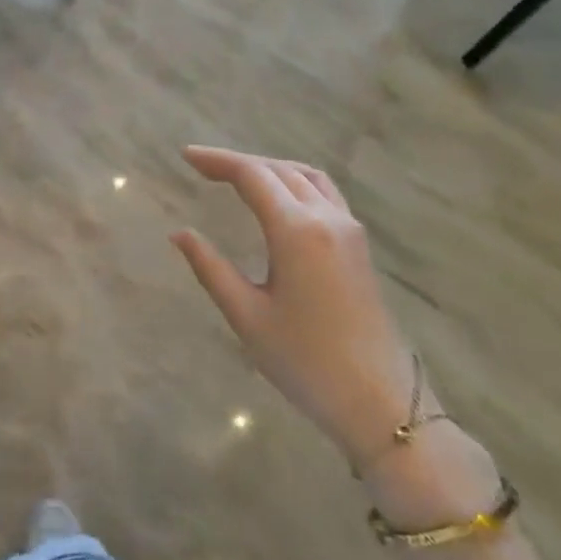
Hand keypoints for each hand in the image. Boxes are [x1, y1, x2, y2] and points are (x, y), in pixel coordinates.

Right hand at [171, 146, 422, 473]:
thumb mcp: (247, 316)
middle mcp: (327, 218)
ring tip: (236, 176)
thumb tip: (180, 234)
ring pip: (306, 176)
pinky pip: (324, 193)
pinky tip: (278, 199)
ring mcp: (349, 230)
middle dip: (238, 162)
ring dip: (269, 168)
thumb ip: (211, 268)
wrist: (380, 403)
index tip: (185, 156)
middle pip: (279, 169)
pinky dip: (294, 181)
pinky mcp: (358, 246)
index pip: (252, 176)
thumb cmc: (305, 362)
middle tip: (201, 167)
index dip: (217, 160)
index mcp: (296, 231)